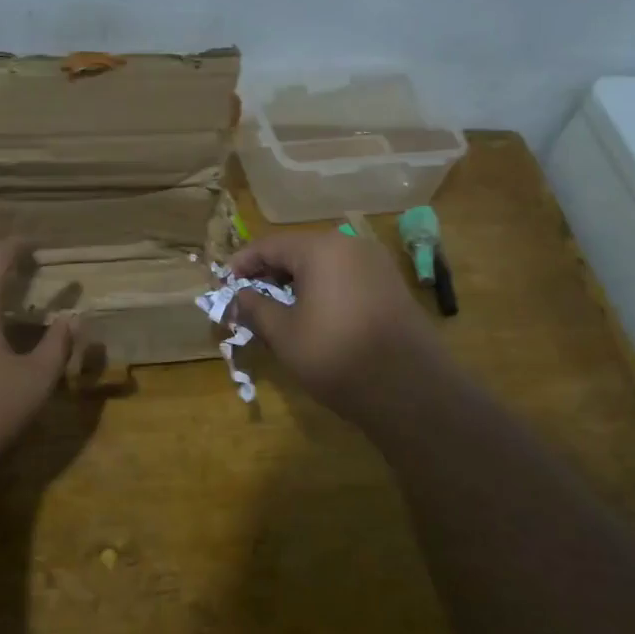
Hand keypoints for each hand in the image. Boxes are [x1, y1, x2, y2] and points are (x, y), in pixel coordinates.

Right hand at [228, 231, 441, 418]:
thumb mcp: (285, 334)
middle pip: (299, 250)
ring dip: (297, 281)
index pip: (270, 245)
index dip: (243, 263)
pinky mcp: (391, 286)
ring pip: (324, 264)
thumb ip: (257, 307)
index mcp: (321, 249)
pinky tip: (312, 314)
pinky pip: (346, 277)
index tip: (225, 282)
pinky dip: (323, 288)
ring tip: (277, 308)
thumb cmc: (336, 355)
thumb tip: (242, 294)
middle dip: (270, 272)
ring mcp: (376, 265)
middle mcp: (351, 246)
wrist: (409, 388)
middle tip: (248, 297)